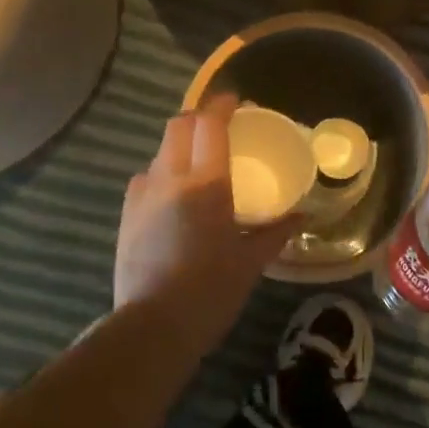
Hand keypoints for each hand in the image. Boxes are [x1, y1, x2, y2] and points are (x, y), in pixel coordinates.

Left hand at [114, 95, 298, 359]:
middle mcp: (170, 178)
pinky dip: (162, 172)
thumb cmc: (210, 292)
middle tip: (217, 126)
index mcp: (206, 185)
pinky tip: (173, 194)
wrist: (152, 327)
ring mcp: (142, 195)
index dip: (221, 105)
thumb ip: (275, 232)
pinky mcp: (126, 214)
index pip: (210, 125)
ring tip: (196, 162)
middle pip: (178, 126)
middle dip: (198, 117)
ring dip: (179, 145)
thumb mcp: (250, 262)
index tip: (235, 100)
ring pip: (160, 151)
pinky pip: (145, 177)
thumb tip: (302, 216)